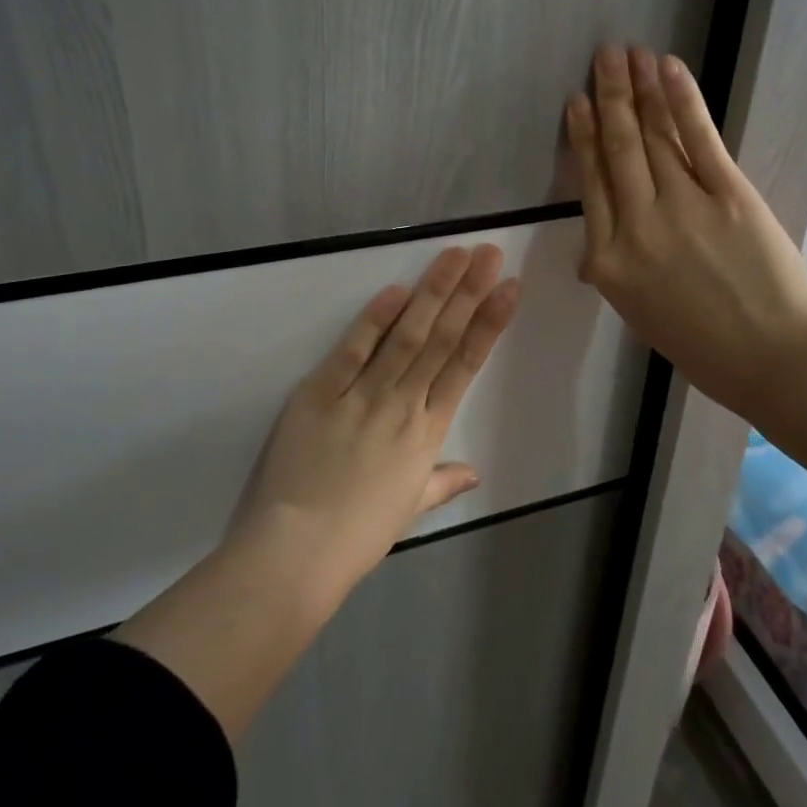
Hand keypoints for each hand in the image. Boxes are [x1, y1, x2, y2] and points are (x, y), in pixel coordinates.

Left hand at [114, 245, 518, 738]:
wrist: (297, 553)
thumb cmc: (357, 536)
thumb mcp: (408, 510)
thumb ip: (442, 483)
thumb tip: (474, 474)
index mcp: (428, 433)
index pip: (466, 365)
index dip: (490, 323)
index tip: (509, 287)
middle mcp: (403, 406)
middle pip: (442, 339)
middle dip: (468, 292)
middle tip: (489, 253)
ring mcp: (363, 396)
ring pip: (406, 336)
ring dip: (432, 292)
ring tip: (454, 256)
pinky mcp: (321, 393)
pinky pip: (353, 351)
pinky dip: (374, 319)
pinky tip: (395, 289)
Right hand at [564, 46, 806, 425]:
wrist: (774, 360)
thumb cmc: (703, 347)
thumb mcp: (639, 315)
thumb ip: (617, 271)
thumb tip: (597, 250)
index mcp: (608, 262)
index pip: (589, 185)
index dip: (581, 137)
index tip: (576, 103)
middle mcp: (636, 226)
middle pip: (617, 149)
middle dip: (608, 97)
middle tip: (601, 56)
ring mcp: (681, 206)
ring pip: (652, 136)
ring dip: (639, 89)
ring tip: (627, 54)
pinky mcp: (728, 194)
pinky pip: (697, 138)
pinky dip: (681, 100)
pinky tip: (668, 69)